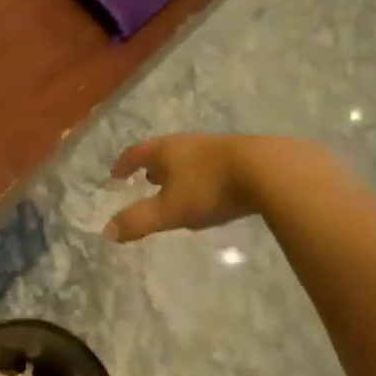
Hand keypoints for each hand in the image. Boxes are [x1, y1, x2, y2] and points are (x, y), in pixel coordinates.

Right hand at [104, 134, 262, 242]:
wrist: (268, 170)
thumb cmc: (210, 187)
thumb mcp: (170, 209)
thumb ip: (139, 221)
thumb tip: (107, 231)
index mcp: (165, 150)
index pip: (136, 153)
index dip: (124, 164)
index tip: (115, 175)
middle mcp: (187, 144)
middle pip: (163, 152)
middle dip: (153, 167)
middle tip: (146, 181)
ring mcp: (215, 148)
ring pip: (188, 157)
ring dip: (178, 171)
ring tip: (177, 186)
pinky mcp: (241, 157)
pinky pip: (211, 165)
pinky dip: (201, 175)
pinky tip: (212, 190)